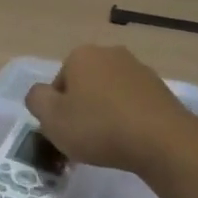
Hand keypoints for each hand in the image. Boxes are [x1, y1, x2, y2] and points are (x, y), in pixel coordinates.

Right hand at [24, 45, 197, 178]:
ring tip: (109, 143)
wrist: (161, 139)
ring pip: (109, 93)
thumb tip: (41, 94)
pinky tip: (130, 140)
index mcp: (81, 55)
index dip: (57, 110)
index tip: (65, 132)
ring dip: (105, 113)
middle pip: (84, 85)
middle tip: (83, 139)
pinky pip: (132, 103)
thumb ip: (36, 100)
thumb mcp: (52, 118)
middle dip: (82, 108)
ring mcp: (138, 69)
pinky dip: (127, 118)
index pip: (58, 83)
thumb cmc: (99, 127)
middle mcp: (110, 53)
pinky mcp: (160, 88)